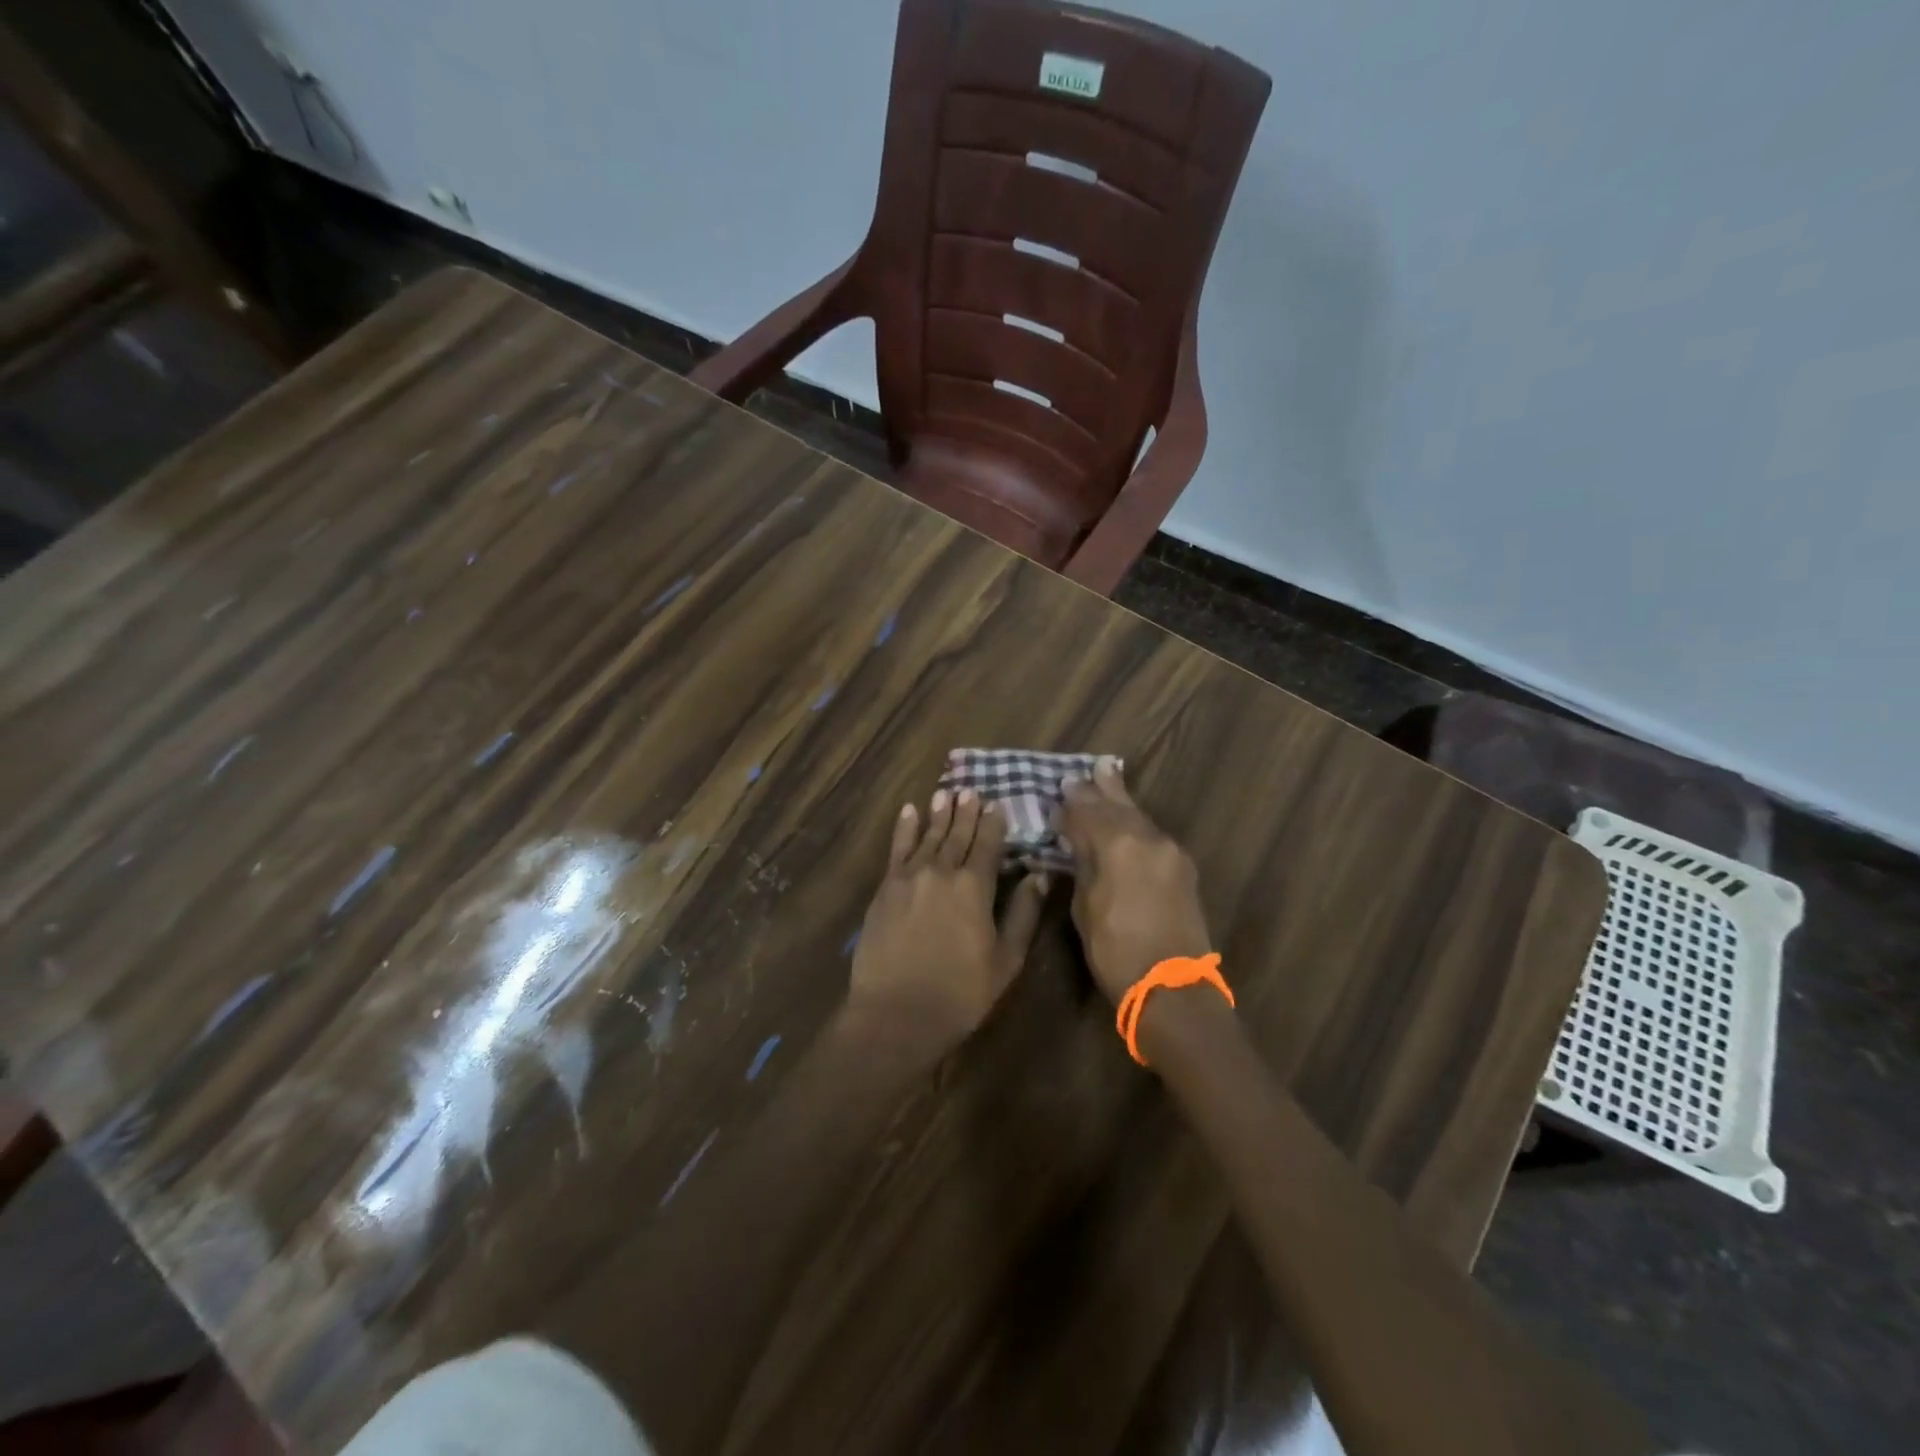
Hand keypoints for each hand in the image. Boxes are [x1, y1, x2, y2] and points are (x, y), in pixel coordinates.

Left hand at [848, 789, 1047, 1050]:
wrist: (896, 1013)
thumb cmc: (960, 993)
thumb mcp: (1006, 960)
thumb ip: (1023, 914)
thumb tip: (1039, 877)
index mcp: (975, 887)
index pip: (989, 845)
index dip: (994, 823)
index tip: (997, 804)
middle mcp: (942, 872)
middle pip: (957, 834)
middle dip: (966, 812)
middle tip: (971, 790)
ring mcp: (909, 877)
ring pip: (928, 836)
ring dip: (938, 814)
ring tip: (945, 793)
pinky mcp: (885, 889)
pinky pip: (897, 849)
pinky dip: (904, 828)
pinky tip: (909, 812)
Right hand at [1060, 758, 1211, 1004]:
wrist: (1173, 988)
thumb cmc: (1116, 951)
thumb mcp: (1085, 907)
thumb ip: (1084, 865)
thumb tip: (1078, 840)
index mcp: (1119, 846)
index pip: (1089, 812)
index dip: (1073, 802)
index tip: (1061, 788)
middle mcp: (1149, 839)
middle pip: (1120, 806)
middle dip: (1104, 788)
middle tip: (1094, 767)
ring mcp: (1171, 853)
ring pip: (1141, 818)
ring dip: (1123, 803)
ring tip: (1110, 780)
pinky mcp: (1184, 869)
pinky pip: (1154, 836)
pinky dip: (1137, 825)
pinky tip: (1129, 822)